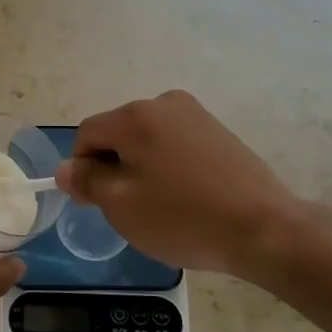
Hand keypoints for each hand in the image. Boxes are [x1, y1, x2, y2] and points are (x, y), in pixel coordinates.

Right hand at [56, 91, 302, 277]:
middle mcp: (164, 103)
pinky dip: (170, 167)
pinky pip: (176, 145)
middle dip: (114, 167)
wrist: (264, 228)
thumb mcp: (122, 206)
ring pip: (148, 140)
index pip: (87, 134)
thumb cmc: (183, 218)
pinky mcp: (219, 131)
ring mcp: (196, 115)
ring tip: (163, 207)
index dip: (82, 169)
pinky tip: (188, 198)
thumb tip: (67, 169)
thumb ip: (87, 181)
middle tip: (131, 210)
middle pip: (118, 133)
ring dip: (143, 168)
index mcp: (135, 116)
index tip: (97, 204)